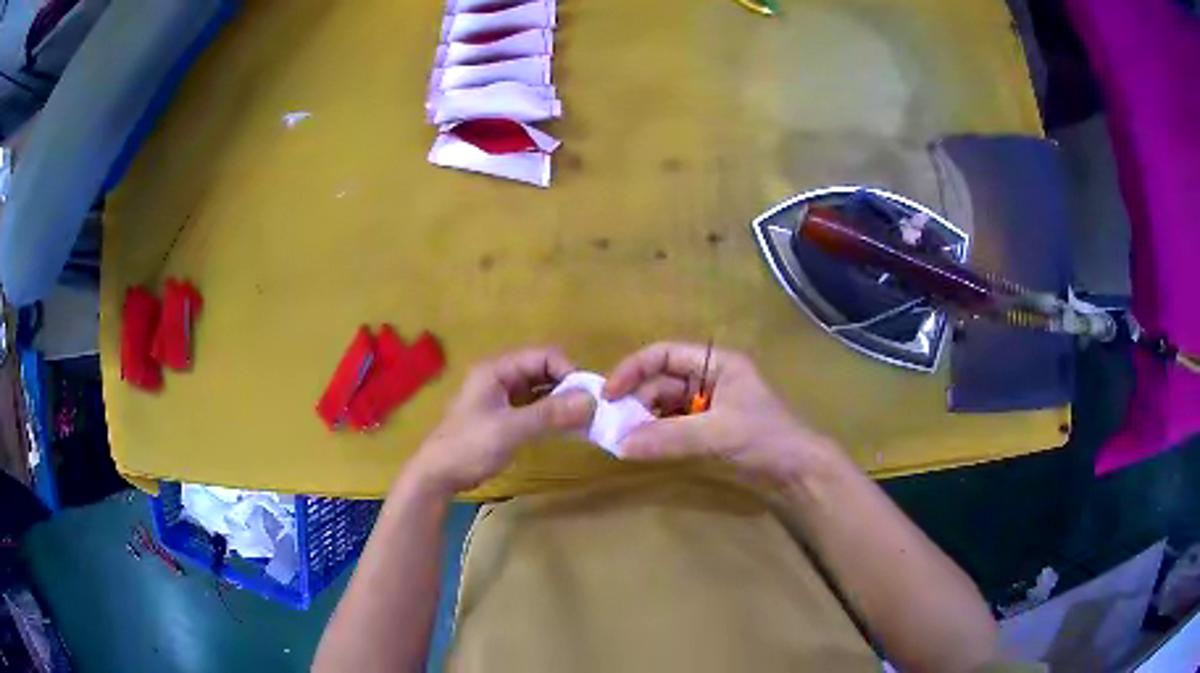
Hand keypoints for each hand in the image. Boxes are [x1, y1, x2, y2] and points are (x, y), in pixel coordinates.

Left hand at [404, 348, 595, 494]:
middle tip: (592, 409)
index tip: (589, 395)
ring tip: (585, 419)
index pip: (543, 356)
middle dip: (568, 386)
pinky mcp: (504, 417)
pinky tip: (568, 427)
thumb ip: (549, 414)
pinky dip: (551, 414)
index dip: (568, 371)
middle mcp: (501, 377)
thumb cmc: (468, 447)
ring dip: (562, 401)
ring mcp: (501, 397)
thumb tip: (591, 401)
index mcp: (497, 370)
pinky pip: (534, 407)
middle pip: (543, 371)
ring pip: (540, 390)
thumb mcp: (510, 429)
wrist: (437, 475)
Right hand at [604, 342, 835, 485]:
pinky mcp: (707, 430)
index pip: (663, 354)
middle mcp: (709, 379)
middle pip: (660, 381)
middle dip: (636, 401)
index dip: (633, 369)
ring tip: (624, 441)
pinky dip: (656, 436)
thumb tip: (620, 444)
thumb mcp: (718, 433)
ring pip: (663, 406)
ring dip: (643, 421)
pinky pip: (672, 426)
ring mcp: (707, 406)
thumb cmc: (766, 439)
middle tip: (614, 427)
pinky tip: (642, 448)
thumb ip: (669, 437)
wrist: (797, 473)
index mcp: (716, 364)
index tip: (608, 394)